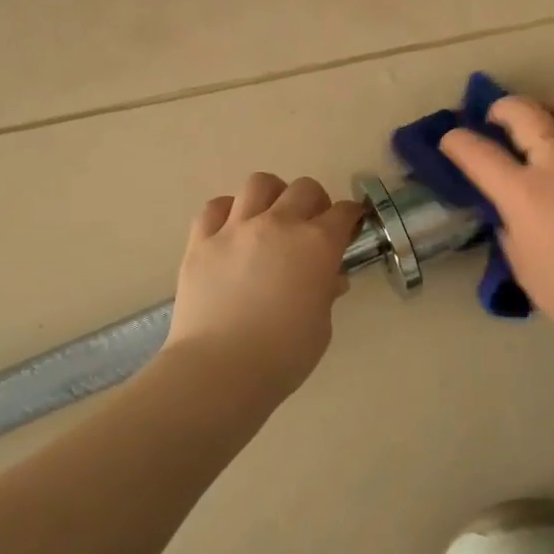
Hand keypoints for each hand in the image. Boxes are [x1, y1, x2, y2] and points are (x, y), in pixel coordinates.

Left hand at [166, 174, 367, 398]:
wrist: (220, 369)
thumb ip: (325, 292)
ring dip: (272, 195)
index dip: (352, 216)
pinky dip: (228, 211)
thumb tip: (328, 277)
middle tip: (313, 223)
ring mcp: (236, 228)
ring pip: (259, 184)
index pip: (343, 213)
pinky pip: (215, 207)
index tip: (352, 223)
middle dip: (315, 201)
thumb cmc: (283, 355)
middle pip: (304, 189)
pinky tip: (232, 229)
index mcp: (316, 244)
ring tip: (271, 216)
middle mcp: (278, 224)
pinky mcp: (201, 240)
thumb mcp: (321, 326)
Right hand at [440, 97, 553, 351]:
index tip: (452, 140)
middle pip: (527, 113)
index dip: (457, 142)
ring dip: (552, 105)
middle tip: (498, 116)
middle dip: (503, 107)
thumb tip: (510, 209)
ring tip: (547, 115)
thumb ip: (510, 228)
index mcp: (526, 196)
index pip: (479, 154)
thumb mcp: (524, 268)